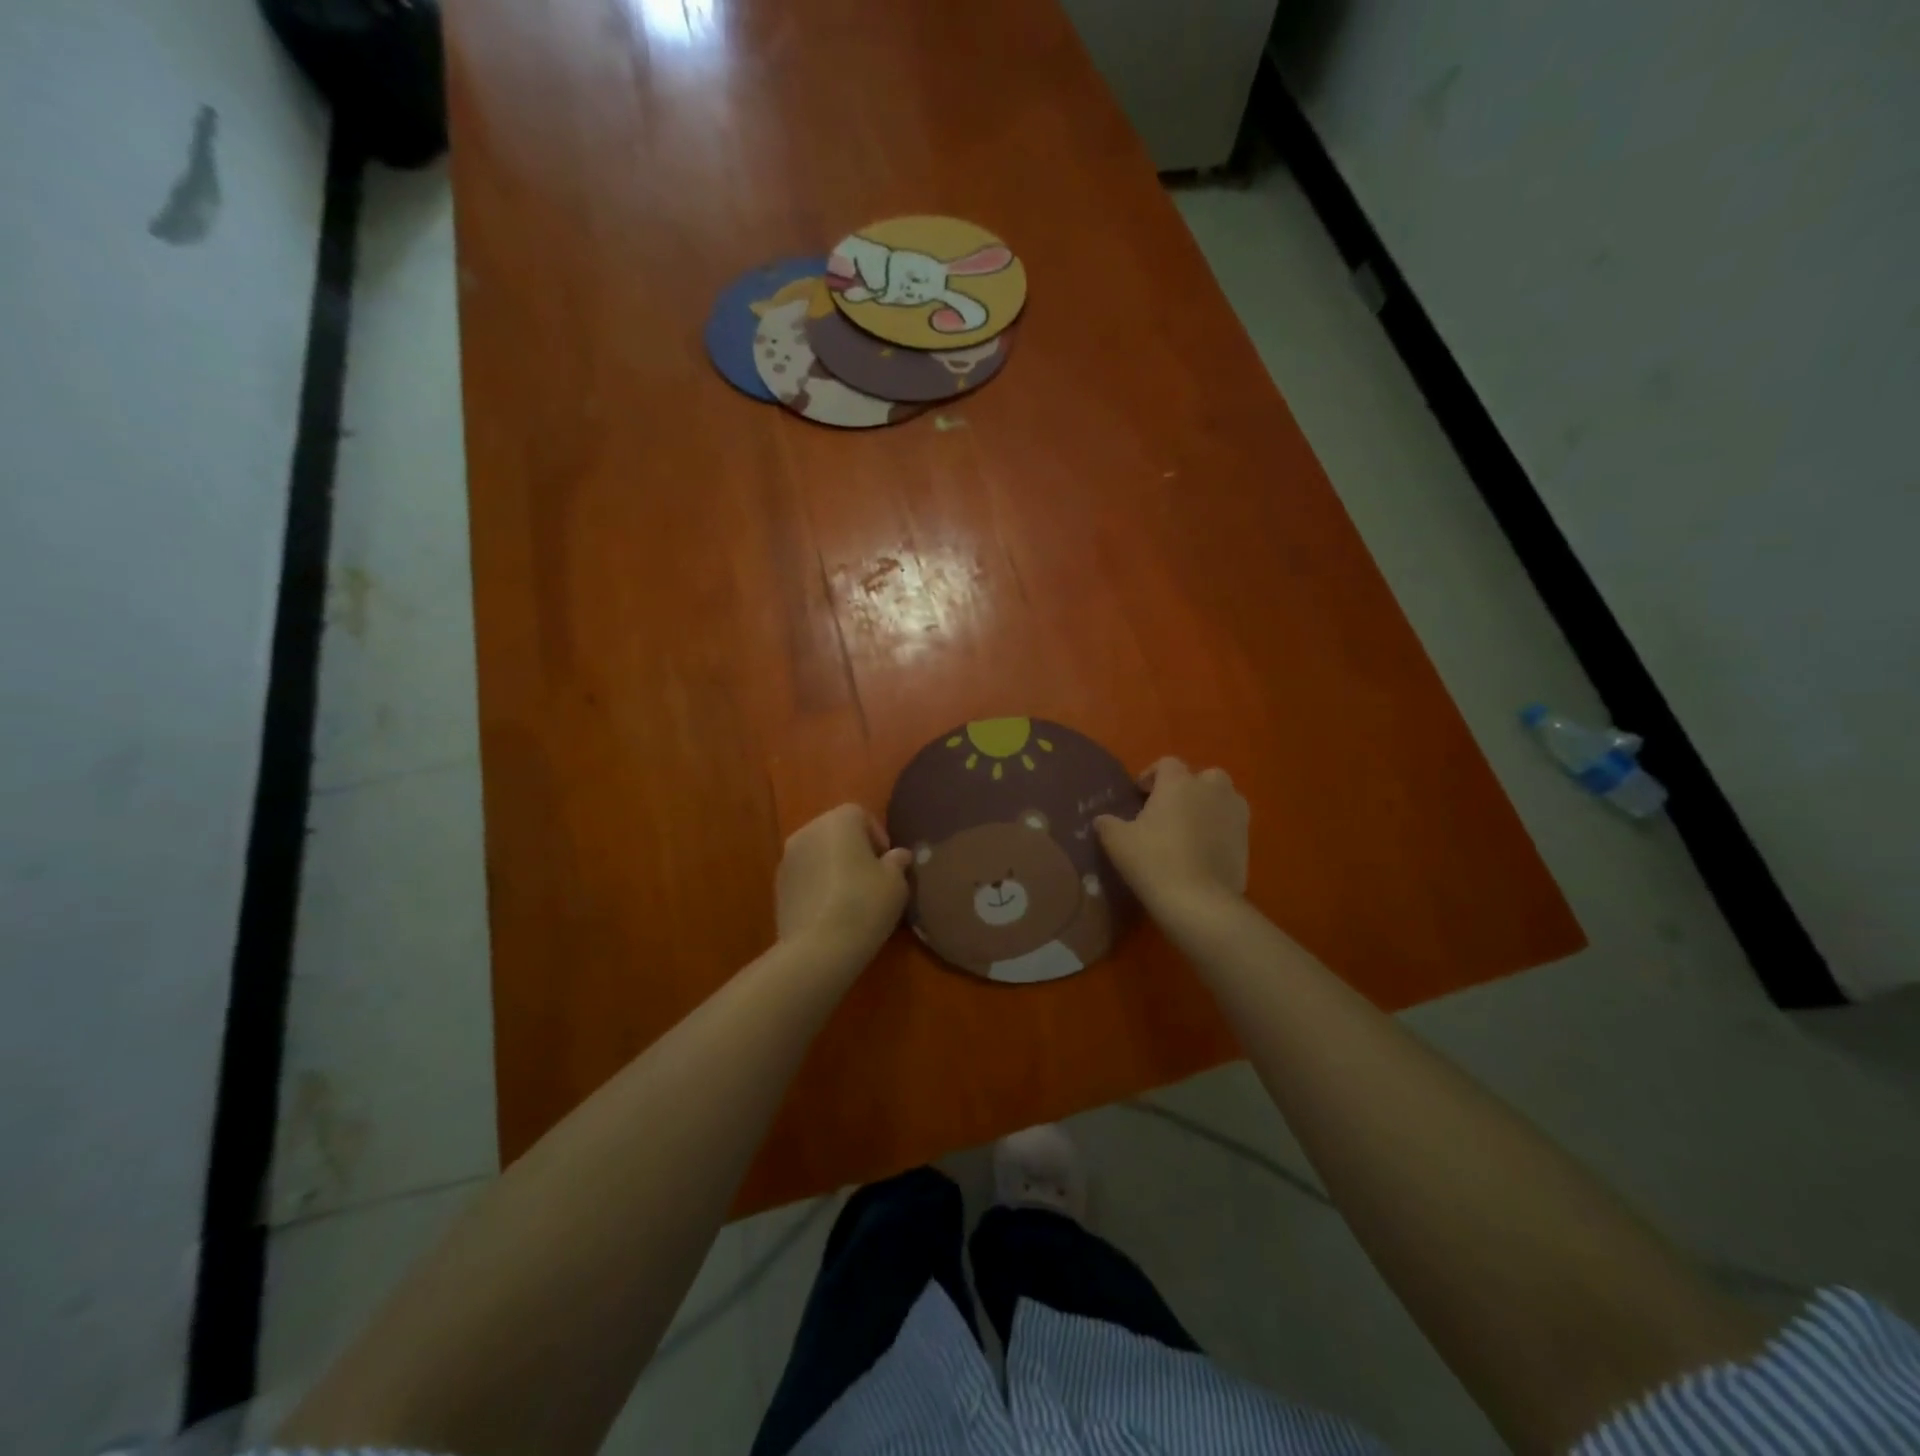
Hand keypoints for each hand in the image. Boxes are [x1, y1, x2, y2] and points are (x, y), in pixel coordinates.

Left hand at [775, 804, 912, 966]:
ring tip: (851, 897)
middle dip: (854, 850)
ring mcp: (787, 859)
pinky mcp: (777, 887)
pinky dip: (818, 885)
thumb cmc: (864, 904)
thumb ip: (897, 862)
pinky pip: (805, 876)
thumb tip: (898, 855)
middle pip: (835, 832)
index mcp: (838, 821)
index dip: (877, 836)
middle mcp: (808, 831)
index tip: (887, 863)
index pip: (860, 815)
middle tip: (872, 878)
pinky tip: (831, 911)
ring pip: (818, 854)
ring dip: (833, 867)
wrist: (818, 948)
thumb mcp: (895, 883)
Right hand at [1094, 758, 1248, 920]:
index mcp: (1178, 783)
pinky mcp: (1248, 840)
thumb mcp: (1117, 841)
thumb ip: (1107, 824)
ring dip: (1208, 806)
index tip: (1139, 795)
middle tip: (1169, 811)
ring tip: (1190, 829)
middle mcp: (1211, 789)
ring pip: (1224, 798)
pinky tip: (1204, 851)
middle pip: (1203, 776)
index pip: (1167, 764)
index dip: (1151, 776)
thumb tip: (1102, 820)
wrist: (1198, 900)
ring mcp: (1235, 814)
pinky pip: (1232, 825)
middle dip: (1188, 788)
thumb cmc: (1154, 861)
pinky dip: (1220, 830)